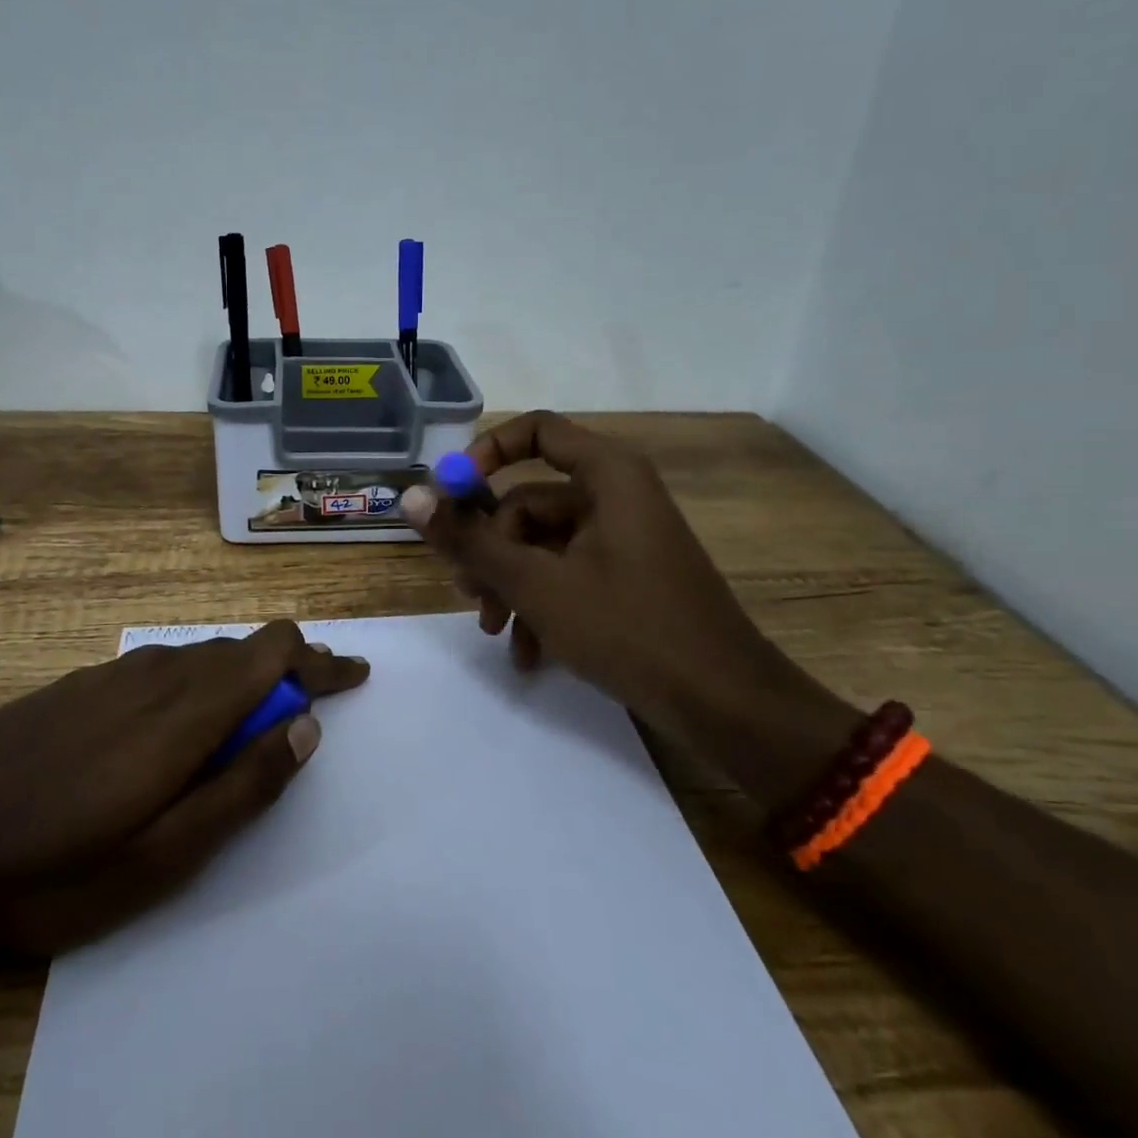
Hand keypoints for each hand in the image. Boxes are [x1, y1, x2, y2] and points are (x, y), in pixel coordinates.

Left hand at [0, 620, 367, 957]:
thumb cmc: (48, 871)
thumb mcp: (161, 857)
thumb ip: (242, 786)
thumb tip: (305, 726)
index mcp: (183, 710)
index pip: (273, 652)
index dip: (320, 660)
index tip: (354, 676)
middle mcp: (154, 672)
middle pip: (241, 649)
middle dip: (288, 672)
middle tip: (310, 710)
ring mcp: (110, 675)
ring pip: (200, 656)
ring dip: (240, 678)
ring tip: (254, 719)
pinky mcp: (78, 685)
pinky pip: (160, 667)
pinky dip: (195, 684)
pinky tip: (177, 724)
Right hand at [401, 411, 769, 715]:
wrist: (727, 706)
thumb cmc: (631, 629)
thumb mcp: (537, 584)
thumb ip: (470, 540)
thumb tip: (410, 498)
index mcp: (607, 475)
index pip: (535, 430)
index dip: (485, 453)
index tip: (449, 495)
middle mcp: (616, 496)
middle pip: (528, 499)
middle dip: (491, 549)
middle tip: (468, 592)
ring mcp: (623, 539)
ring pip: (542, 544)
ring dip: (511, 585)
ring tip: (496, 630)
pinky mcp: (627, 577)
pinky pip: (567, 573)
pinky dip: (541, 605)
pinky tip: (527, 653)